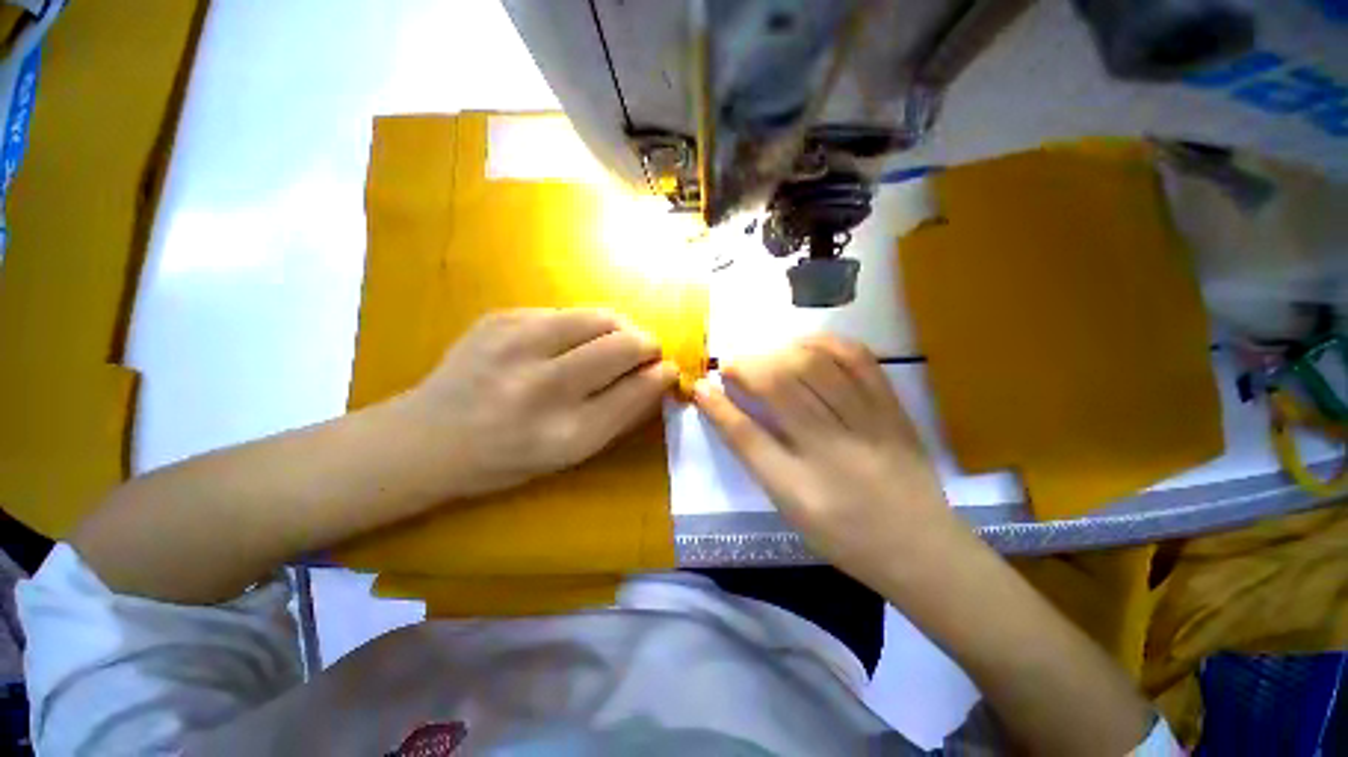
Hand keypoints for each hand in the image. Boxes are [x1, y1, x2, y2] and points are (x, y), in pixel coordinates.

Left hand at [396, 308, 678, 498]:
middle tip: (646, 352)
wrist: (428, 437)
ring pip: (600, 317)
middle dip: (648, 345)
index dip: (662, 375)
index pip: (637, 390)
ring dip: (621, 328)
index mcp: (566, 434)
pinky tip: (569, 342)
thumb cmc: (508, 458)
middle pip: (624, 345)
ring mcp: (518, 345)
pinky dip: (583, 326)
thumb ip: (622, 415)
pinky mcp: (501, 318)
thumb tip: (659, 378)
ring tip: (617, 341)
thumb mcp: (572, 454)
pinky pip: (566, 312)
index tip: (670, 369)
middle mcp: (543, 387)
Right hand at [694, 336, 962, 581]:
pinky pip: (858, 359)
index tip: (701, 385)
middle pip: (779, 387)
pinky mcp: (893, 410)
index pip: (745, 435)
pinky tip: (805, 346)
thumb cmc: (844, 537)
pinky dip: (825, 343)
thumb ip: (758, 458)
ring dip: (778, 353)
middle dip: (746, 367)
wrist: (921, 549)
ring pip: (814, 366)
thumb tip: (727, 412)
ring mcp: (867, 425)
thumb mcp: (790, 509)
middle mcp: (830, 451)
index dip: (717, 405)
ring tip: (766, 358)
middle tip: (733, 366)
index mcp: (799, 488)